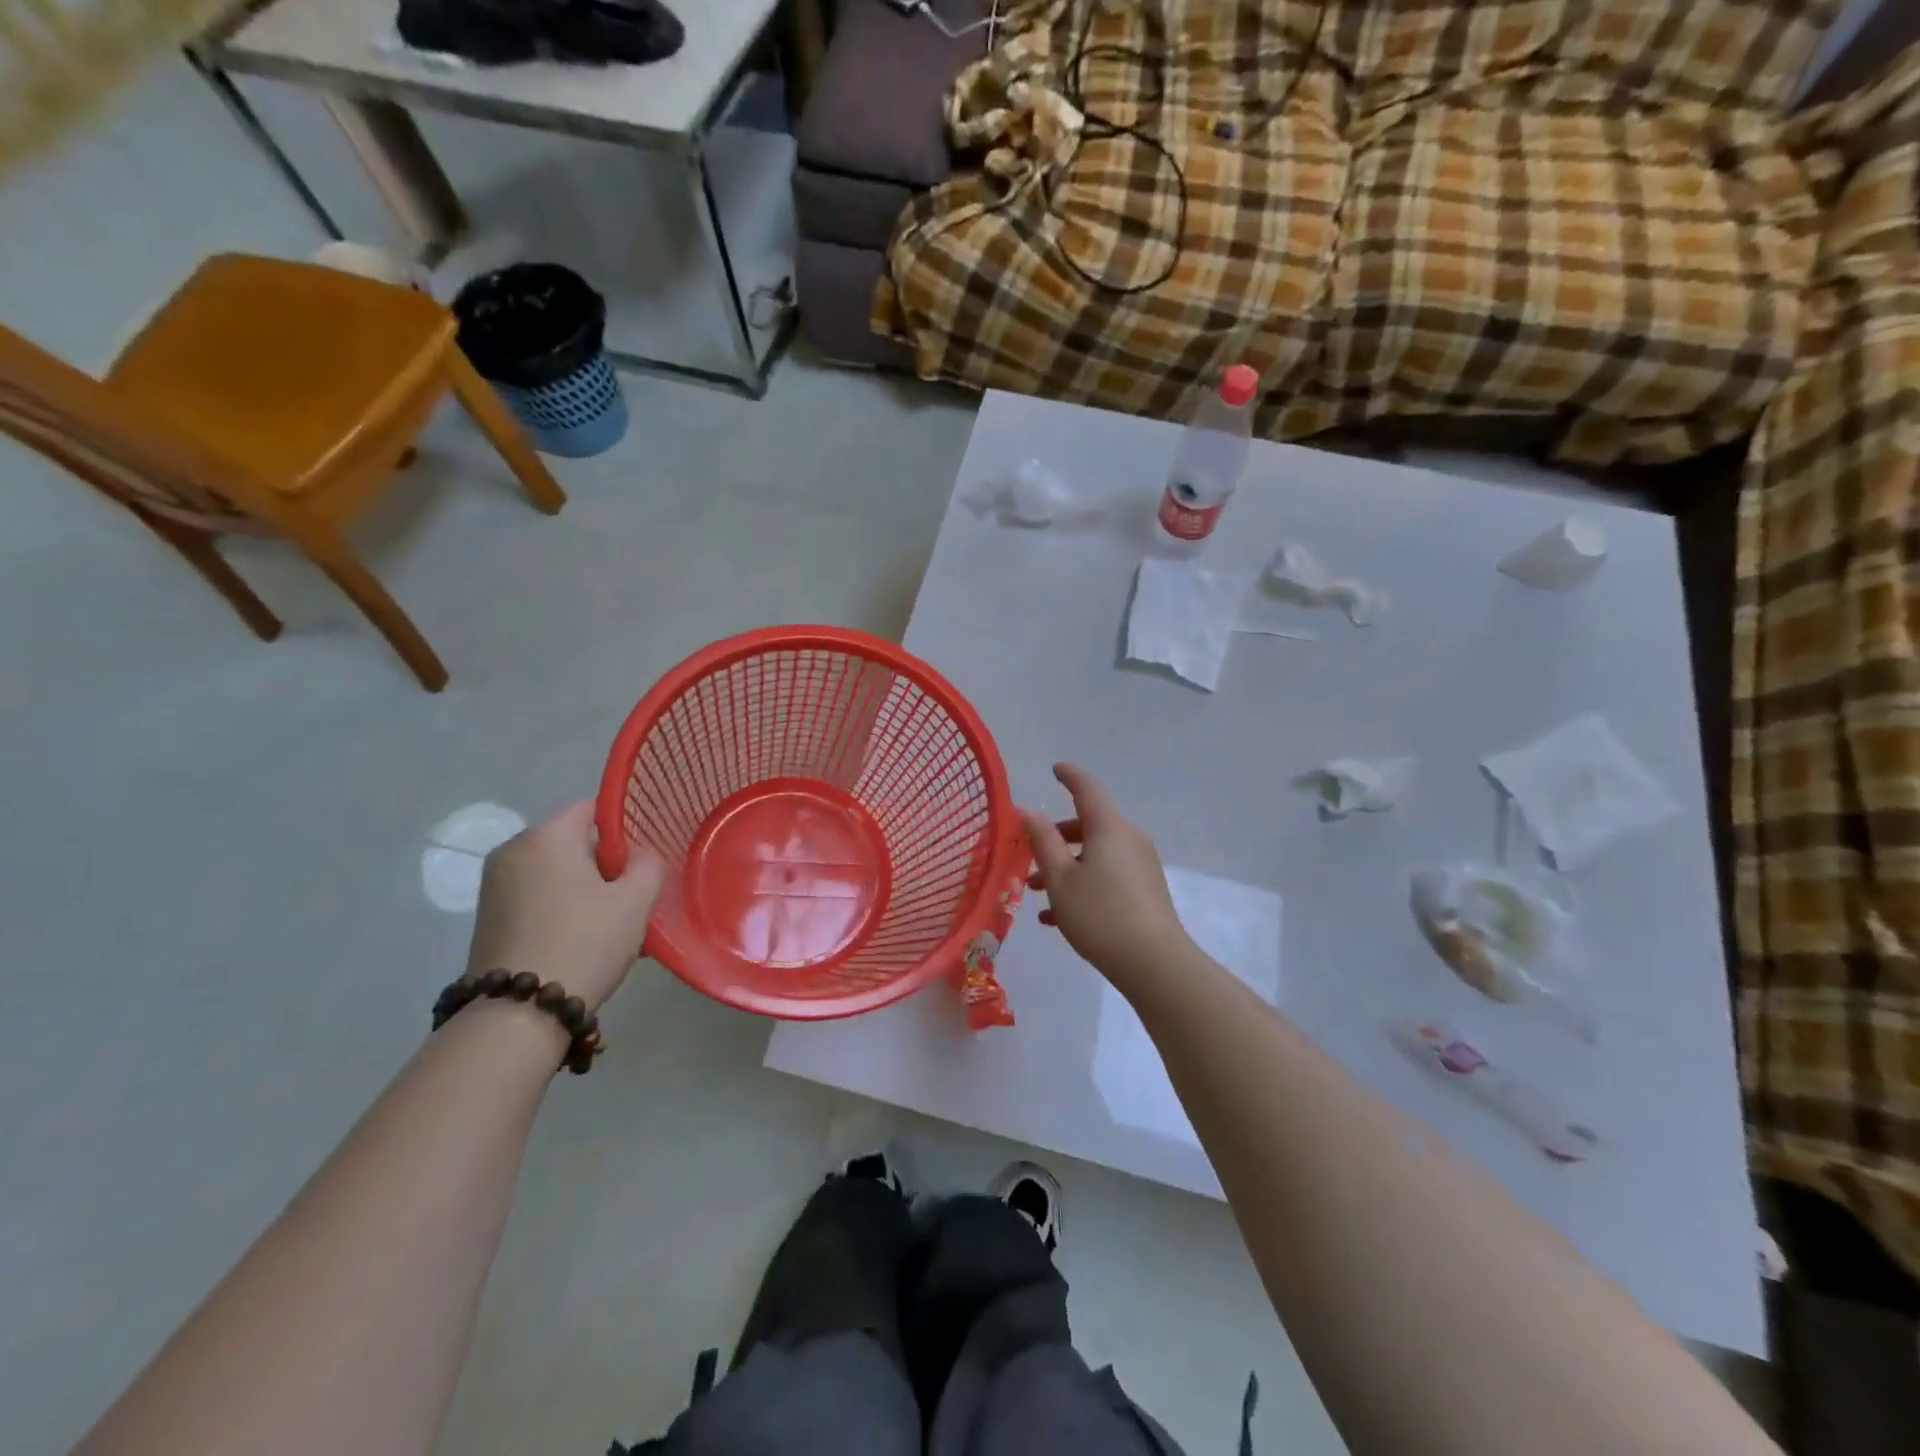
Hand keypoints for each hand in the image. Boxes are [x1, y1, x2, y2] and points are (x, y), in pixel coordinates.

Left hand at [466, 801, 665, 1012]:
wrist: (519, 1012)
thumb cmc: (585, 942)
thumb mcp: (636, 900)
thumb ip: (648, 863)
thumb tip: (637, 855)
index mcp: (547, 836)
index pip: (592, 809)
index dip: (623, 829)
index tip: (640, 862)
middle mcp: (513, 850)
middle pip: (572, 842)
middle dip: (603, 864)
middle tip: (630, 898)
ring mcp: (494, 884)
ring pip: (555, 871)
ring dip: (583, 889)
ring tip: (608, 925)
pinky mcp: (487, 915)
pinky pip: (535, 895)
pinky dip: (559, 907)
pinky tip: (579, 939)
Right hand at [1022, 764, 1189, 985]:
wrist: (1155, 964)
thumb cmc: (1100, 914)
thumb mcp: (1060, 878)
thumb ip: (1042, 841)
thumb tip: (1028, 811)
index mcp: (1109, 827)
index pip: (1087, 788)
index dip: (1069, 776)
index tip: (1055, 769)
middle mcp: (1129, 838)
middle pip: (1089, 824)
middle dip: (1056, 836)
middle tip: (1028, 853)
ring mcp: (1141, 865)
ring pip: (1096, 853)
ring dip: (1065, 866)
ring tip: (1034, 893)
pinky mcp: (1146, 890)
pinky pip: (1108, 874)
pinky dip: (1083, 883)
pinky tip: (1058, 917)